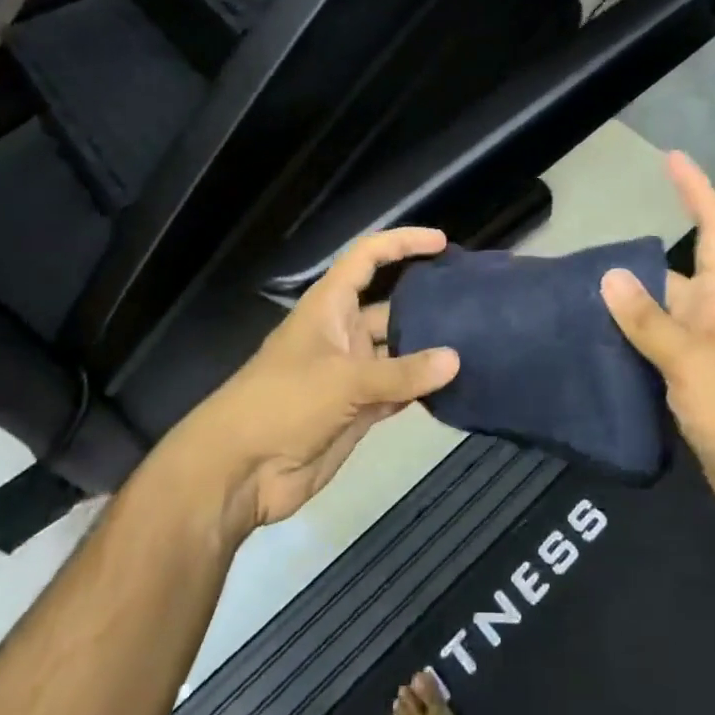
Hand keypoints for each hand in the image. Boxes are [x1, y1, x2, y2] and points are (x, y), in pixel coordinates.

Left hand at [167, 228, 460, 543]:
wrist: (240, 471)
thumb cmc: (284, 403)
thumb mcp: (344, 381)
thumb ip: (401, 373)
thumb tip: (456, 359)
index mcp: (329, 306)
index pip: (368, 258)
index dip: (401, 243)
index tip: (441, 242)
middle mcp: (342, 332)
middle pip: (390, 306)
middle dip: (425, 301)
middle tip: (472, 301)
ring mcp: (350, 373)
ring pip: (398, 352)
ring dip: (427, 350)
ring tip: (475, 343)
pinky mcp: (357, 409)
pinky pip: (397, 390)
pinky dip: (420, 388)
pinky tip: (453, 387)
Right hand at [599, 152, 714, 535]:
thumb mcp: (692, 363)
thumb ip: (649, 321)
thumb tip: (610, 276)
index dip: (695, 191)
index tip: (672, 158)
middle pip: (672, 276)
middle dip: (633, 266)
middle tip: (580, 261)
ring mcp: (705, 356)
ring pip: (659, 319)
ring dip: (625, 311)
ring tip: (574, 301)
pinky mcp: (694, 390)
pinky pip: (656, 356)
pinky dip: (629, 349)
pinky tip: (594, 352)